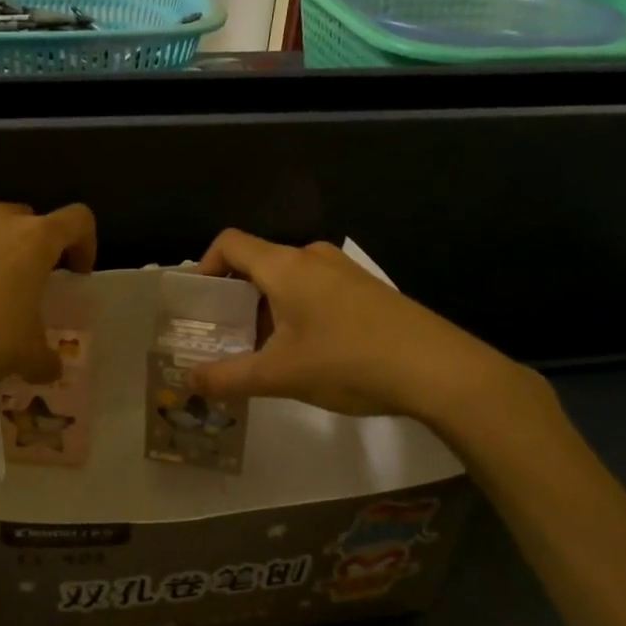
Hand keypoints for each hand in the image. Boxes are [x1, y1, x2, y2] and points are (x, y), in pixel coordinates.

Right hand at [186, 230, 534, 429]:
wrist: (438, 370)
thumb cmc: (348, 361)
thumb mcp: (279, 375)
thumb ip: (227, 377)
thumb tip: (187, 382)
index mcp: (284, 266)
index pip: (229, 243)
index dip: (205, 266)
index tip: (201, 305)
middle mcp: (311, 257)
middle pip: (258, 263)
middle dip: (236, 298)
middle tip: (226, 337)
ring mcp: (344, 271)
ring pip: (288, 280)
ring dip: (267, 309)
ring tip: (266, 353)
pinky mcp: (367, 289)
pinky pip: (316, 290)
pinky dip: (297, 312)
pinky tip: (309, 353)